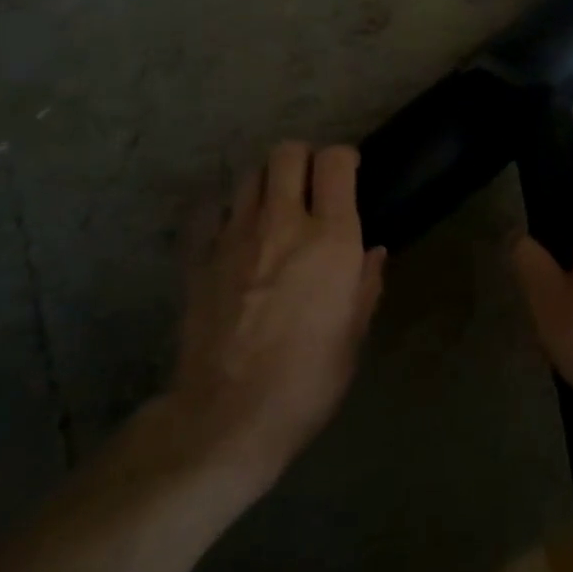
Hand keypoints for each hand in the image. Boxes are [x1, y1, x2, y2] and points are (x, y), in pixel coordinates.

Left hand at [165, 142, 384, 493]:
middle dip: (303, 159)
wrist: (226, 418)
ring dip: (267, 183)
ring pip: (249, 176)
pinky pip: (212, 213)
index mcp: (330, 239)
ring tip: (274, 209)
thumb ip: (365, 284)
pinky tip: (235, 235)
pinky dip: (227, 213)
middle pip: (287, 153)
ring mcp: (235, 237)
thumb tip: (372, 252)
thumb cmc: (307, 380)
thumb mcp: (353, 336)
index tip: (349, 173)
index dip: (344, 158)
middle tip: (310, 186)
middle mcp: (282, 223)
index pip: (335, 162)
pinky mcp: (200, 258)